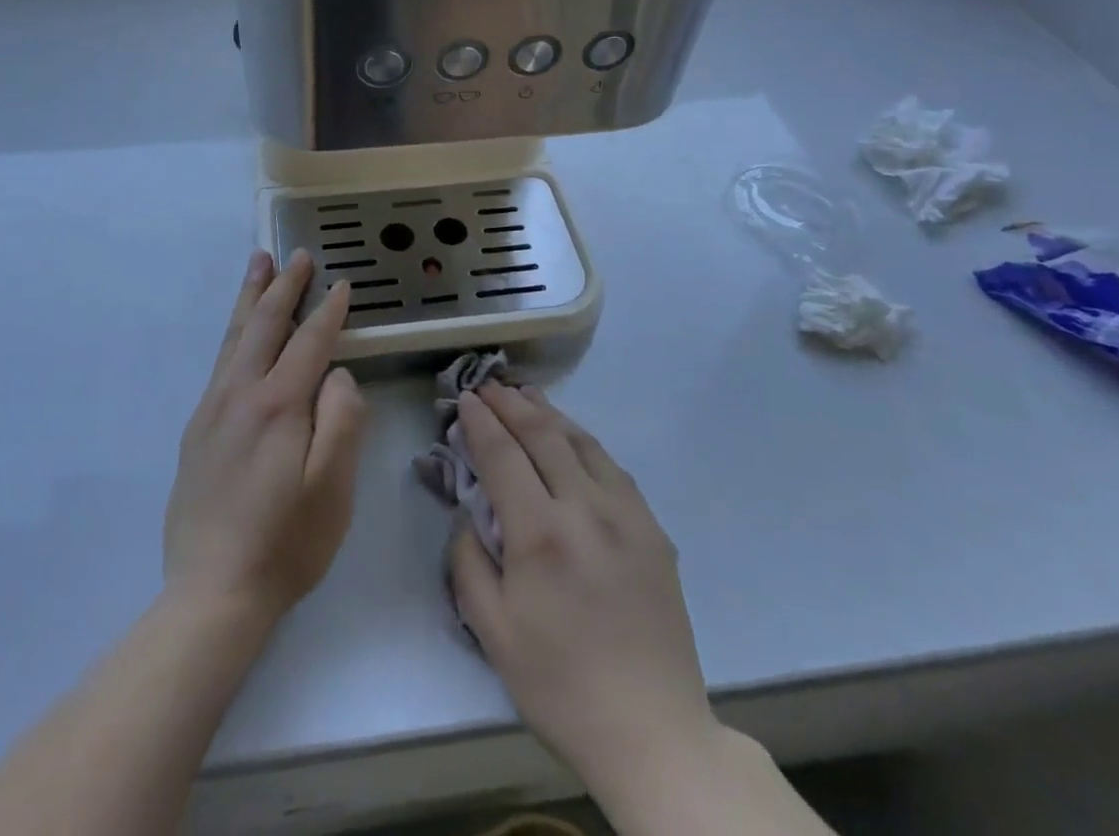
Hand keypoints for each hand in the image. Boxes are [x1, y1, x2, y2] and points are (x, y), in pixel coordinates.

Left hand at [163, 249, 366, 629]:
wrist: (211, 593)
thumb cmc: (286, 544)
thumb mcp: (333, 489)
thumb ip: (342, 421)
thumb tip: (339, 375)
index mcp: (279, 405)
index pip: (309, 342)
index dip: (328, 311)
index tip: (342, 284)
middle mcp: (241, 393)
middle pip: (265, 324)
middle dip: (284, 286)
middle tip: (297, 255)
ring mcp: (213, 408)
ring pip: (235, 336)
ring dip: (251, 296)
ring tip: (258, 263)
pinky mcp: (197, 428)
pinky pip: (221, 361)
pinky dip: (235, 331)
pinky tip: (240, 330)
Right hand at [448, 382, 727, 815]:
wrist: (652, 732)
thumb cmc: (560, 685)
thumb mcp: (492, 631)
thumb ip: (468, 561)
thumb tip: (468, 513)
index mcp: (541, 534)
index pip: (503, 455)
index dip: (480, 422)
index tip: (465, 399)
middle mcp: (585, 510)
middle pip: (543, 435)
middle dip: (511, 404)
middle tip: (488, 385)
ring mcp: (627, 516)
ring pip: (582, 442)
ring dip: (549, 413)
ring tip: (526, 395)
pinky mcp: (653, 530)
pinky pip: (613, 468)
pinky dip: (584, 442)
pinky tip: (572, 439)